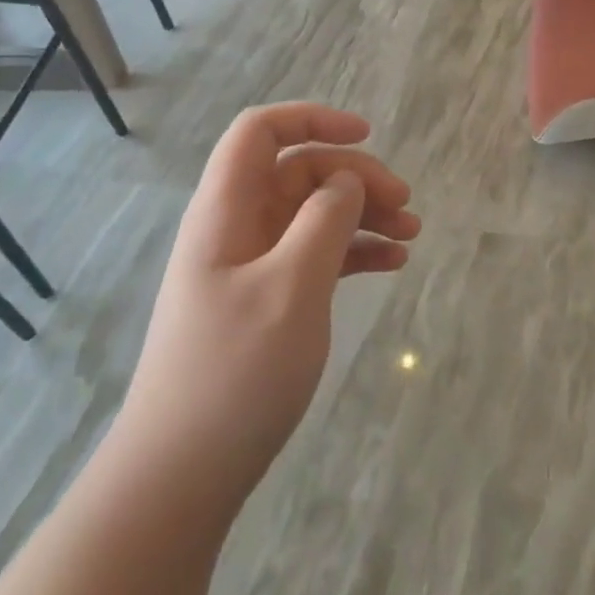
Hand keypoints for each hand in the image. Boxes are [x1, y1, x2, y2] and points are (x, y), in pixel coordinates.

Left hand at [117, 104, 420, 497]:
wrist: (182, 476)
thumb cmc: (234, 373)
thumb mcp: (291, 287)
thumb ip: (324, 220)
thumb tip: (346, 181)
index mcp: (226, 211)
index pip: (260, 132)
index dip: (312, 119)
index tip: (367, 136)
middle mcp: (237, 229)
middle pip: (300, 172)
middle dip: (356, 177)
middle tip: (406, 205)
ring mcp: (251, 267)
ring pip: (313, 214)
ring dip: (363, 215)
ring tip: (413, 235)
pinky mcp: (266, 301)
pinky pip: (315, 255)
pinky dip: (354, 252)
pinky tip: (392, 264)